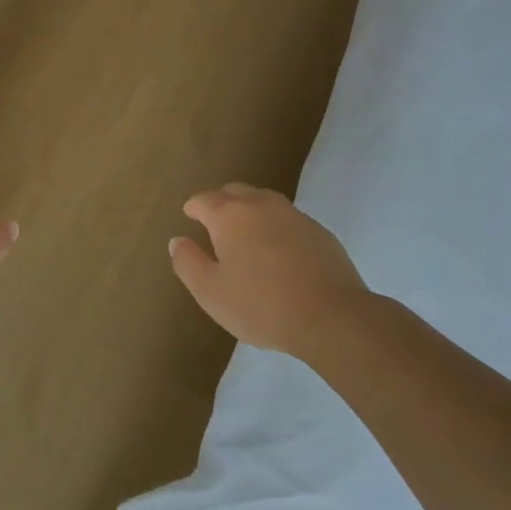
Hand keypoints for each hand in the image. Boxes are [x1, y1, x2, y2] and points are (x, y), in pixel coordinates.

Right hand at [169, 183, 368, 356]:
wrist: (333, 317)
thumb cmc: (261, 305)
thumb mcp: (211, 292)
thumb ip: (188, 263)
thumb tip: (178, 241)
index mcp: (230, 215)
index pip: (204, 200)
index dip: (193, 208)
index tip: (189, 217)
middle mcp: (261, 205)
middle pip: (235, 192)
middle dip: (220, 203)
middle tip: (214, 224)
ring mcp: (294, 215)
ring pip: (264, 201)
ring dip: (250, 211)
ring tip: (245, 235)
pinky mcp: (319, 232)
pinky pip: (288, 219)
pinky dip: (275, 227)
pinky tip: (278, 252)